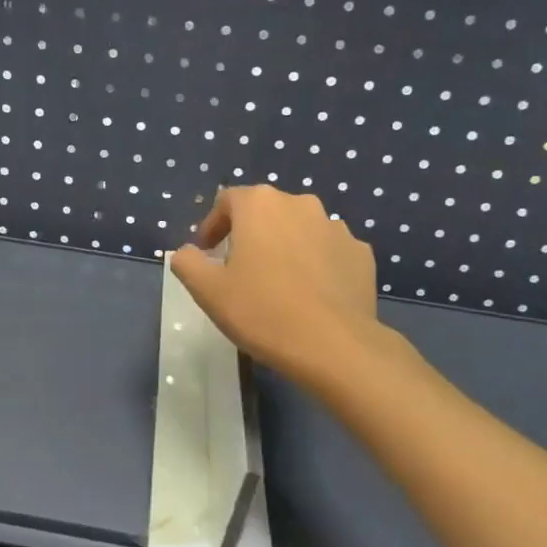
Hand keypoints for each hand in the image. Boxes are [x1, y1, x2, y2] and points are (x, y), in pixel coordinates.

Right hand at [170, 186, 382, 388]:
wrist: (333, 345)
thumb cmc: (261, 311)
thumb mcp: (208, 291)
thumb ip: (187, 263)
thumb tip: (186, 252)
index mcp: (260, 204)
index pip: (227, 201)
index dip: (213, 224)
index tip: (207, 252)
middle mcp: (300, 203)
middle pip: (266, 212)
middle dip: (250, 234)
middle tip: (239, 269)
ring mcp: (336, 227)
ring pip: (300, 230)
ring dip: (285, 247)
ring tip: (278, 283)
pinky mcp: (361, 253)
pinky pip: (328, 251)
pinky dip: (316, 264)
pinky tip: (310, 294)